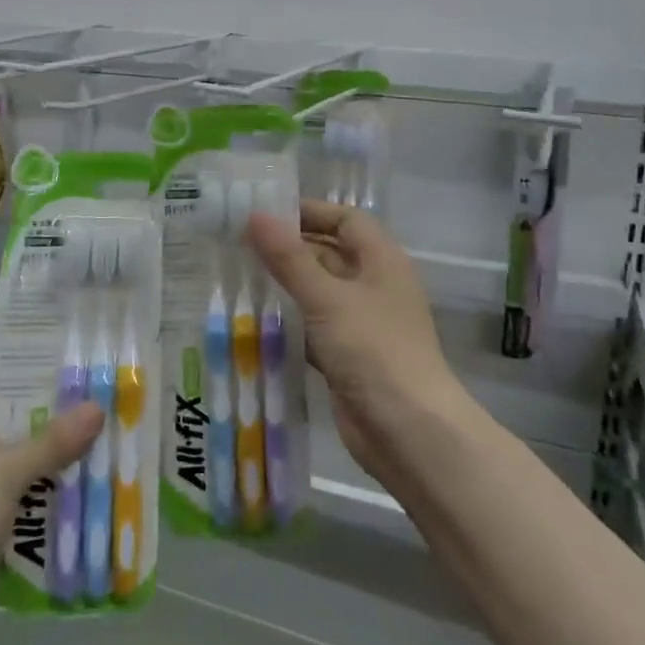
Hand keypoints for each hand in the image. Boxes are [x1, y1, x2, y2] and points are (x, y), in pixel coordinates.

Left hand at [0, 391, 101, 644]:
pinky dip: (53, 507)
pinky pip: (28, 509)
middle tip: (111, 417)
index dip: (43, 385)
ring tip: (111, 454)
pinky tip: (92, 500)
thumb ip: (53, 441)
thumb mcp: (5, 473)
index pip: (5, 392)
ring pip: (29, 473)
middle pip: (21, 433)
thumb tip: (98, 407)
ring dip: (63, 470)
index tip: (88, 380)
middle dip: (63, 431)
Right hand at [246, 201, 460, 477]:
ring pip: (318, 292)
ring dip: (285, 286)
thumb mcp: (328, 299)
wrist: (408, 431)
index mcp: (381, 261)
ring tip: (236, 277)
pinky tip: (253, 322)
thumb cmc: (374, 351)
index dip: (309, 212)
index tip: (264, 212)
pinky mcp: (347, 356)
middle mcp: (374, 285)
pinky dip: (289, 322)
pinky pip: (314, 327)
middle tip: (237, 244)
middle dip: (289, 248)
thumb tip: (255, 214)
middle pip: (329, 254)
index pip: (345, 220)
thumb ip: (290, 259)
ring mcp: (361, 323)